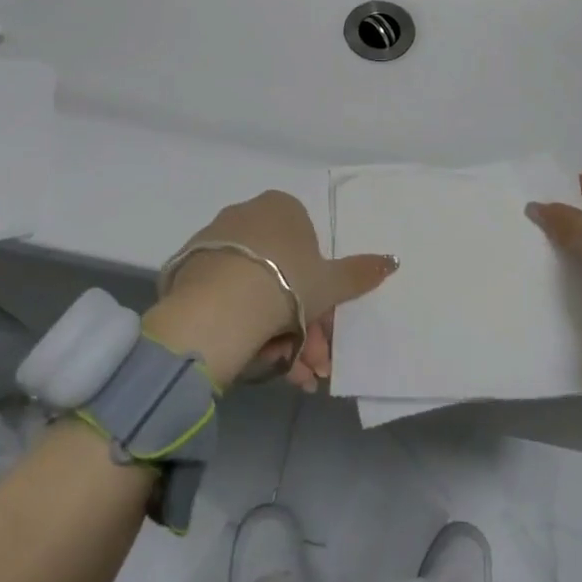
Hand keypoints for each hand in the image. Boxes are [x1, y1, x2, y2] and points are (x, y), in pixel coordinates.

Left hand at [143, 190, 397, 390]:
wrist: (221, 305)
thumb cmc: (286, 282)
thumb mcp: (331, 282)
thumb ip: (360, 272)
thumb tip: (393, 260)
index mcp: (282, 207)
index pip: (307, 248)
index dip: (319, 290)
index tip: (324, 326)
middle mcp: (246, 216)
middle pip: (282, 274)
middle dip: (303, 324)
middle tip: (312, 363)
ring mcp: (214, 242)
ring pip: (255, 291)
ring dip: (278, 335)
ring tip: (290, 374)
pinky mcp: (188, 271)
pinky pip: (226, 299)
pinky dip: (244, 327)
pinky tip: (257, 361)